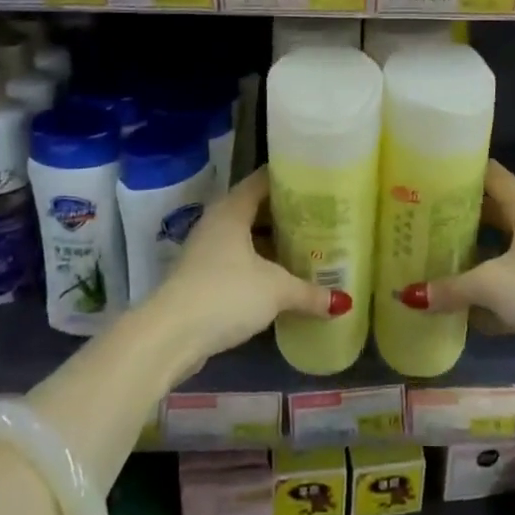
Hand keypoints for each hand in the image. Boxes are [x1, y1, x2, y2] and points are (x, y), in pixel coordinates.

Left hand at [156, 168, 348, 366]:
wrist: (170, 336)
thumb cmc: (226, 294)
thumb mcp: (275, 291)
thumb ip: (309, 292)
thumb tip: (344, 302)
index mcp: (233, 209)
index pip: (263, 180)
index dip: (290, 178)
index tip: (318, 181)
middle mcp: (218, 222)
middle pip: (256, 208)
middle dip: (286, 213)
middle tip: (321, 216)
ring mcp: (207, 250)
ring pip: (246, 236)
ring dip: (272, 241)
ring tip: (307, 245)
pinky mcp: (202, 277)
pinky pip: (238, 259)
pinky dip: (259, 263)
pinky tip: (281, 276)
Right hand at [397, 160, 514, 383]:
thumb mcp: (493, 285)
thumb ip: (451, 287)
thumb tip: (408, 295)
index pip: (491, 175)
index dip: (461, 170)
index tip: (427, 173)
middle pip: (489, 213)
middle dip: (456, 216)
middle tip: (417, 218)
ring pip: (496, 250)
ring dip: (468, 255)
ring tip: (428, 256)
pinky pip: (505, 283)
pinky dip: (484, 292)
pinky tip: (455, 303)